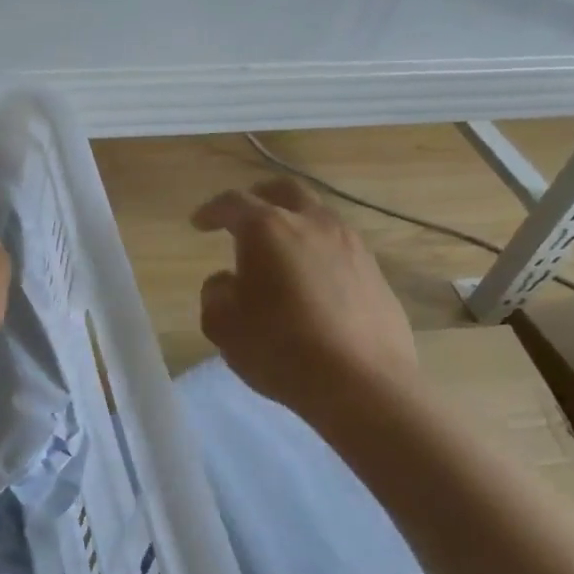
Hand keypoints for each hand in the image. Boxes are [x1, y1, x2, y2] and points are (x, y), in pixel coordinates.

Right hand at [193, 177, 416, 421]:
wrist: (362, 383)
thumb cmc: (280, 349)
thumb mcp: (223, 325)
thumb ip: (215, 293)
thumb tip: (227, 281)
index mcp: (268, 229)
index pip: (233, 203)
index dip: (212, 211)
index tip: (199, 223)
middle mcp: (312, 223)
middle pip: (284, 191)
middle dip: (259, 197)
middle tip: (243, 215)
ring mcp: (351, 245)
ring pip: (317, 215)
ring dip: (293, 222)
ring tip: (279, 250)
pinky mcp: (375, 271)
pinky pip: (339, 245)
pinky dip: (317, 250)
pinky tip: (310, 279)